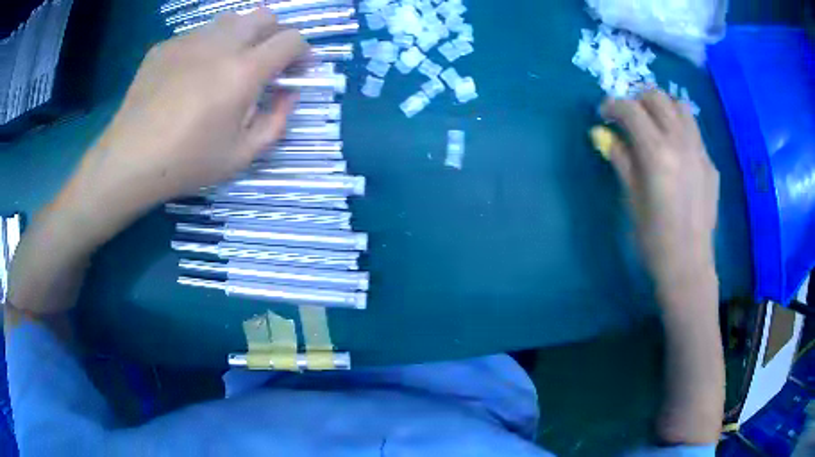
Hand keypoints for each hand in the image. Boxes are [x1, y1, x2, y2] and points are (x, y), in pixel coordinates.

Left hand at [62, 10, 307, 239]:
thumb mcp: (242, 156)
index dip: (303, 51)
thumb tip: (289, 95)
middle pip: (264, 16)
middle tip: (266, 61)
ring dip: (242, 36)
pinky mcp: (166, 46)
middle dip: (276, 34)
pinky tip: (191, 76)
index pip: (290, 40)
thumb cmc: (187, 163)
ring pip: (230, 20)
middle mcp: (220, 44)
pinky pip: (198, 35)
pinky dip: (207, 48)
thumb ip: (276, 122)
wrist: (129, 160)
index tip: (297, 69)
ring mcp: (189, 40)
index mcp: (243, 71)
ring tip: (228, 65)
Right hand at [600, 89, 719, 296]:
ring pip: (680, 107)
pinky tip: (674, 151)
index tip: (604, 114)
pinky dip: (679, 128)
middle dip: (637, 100)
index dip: (612, 106)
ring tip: (653, 124)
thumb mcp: (631, 198)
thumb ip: (621, 159)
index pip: (631, 110)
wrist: (689, 265)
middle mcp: (681, 143)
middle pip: (657, 97)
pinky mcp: (710, 163)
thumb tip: (604, 135)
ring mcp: (700, 151)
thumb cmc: (654, 239)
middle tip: (628, 117)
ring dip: (662, 107)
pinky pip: (694, 131)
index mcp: (657, 153)